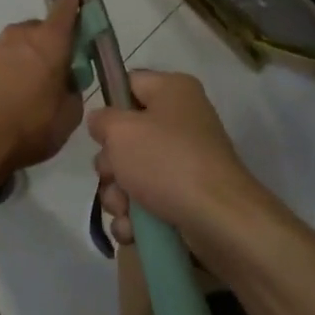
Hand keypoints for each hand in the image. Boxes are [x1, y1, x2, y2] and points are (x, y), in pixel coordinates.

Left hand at [0, 0, 84, 173]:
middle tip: (42, 73)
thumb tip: (66, 82)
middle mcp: (17, 35)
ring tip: (10, 92)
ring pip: (7, 47)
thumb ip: (72, 91)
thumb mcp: (68, 117)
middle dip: (40, 45)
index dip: (71, 4)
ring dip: (13, 61)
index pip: (65, 10)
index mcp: (50, 43)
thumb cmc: (30, 128)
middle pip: (34, 30)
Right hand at [86, 70, 279, 259]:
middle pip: (127, 135)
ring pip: (133, 173)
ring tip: (125, 211)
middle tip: (112, 176)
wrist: (218, 218)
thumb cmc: (166, 161)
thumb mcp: (122, 131)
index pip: (129, 84)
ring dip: (119, 196)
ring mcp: (185, 160)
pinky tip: (134, 230)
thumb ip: (102, 120)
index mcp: (173, 91)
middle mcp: (181, 120)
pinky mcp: (186, 195)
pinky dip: (136, 216)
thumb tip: (101, 121)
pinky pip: (148, 200)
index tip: (96, 131)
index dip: (109, 105)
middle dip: (111, 164)